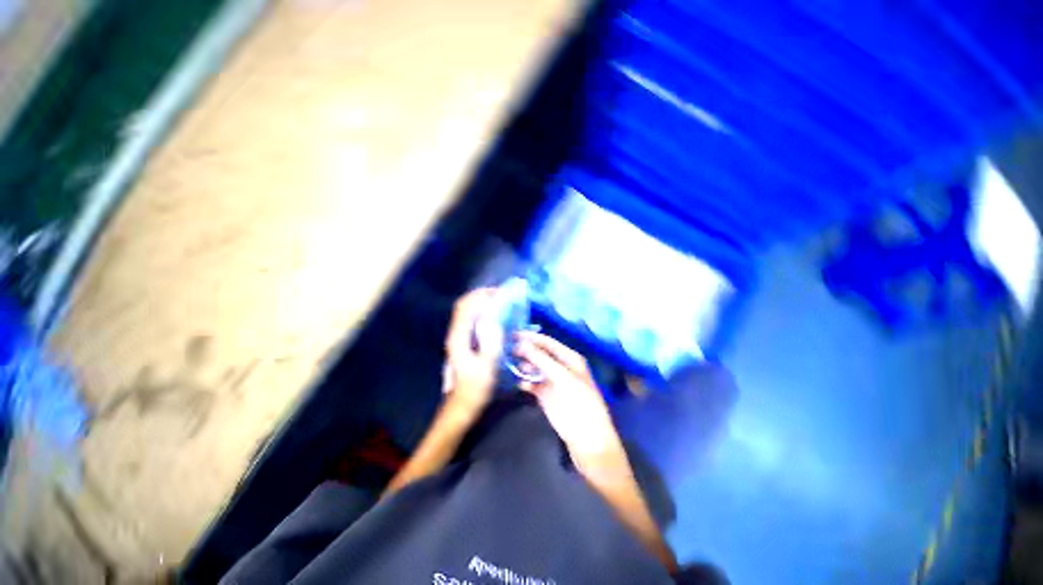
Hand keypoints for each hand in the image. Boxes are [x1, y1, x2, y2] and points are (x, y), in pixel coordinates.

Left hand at [442, 288, 503, 415]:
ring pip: (466, 311)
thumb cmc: (475, 388)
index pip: (467, 307)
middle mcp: (455, 334)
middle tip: (500, 294)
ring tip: (499, 301)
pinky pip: (470, 319)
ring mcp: (457, 337)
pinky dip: (481, 311)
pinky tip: (494, 316)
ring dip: (480, 302)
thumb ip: (490, 343)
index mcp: (459, 338)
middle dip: (480, 295)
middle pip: (463, 305)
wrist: (462, 404)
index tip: (500, 293)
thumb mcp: (487, 368)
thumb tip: (494, 320)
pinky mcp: (462, 342)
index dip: (481, 296)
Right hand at [515, 332, 623, 464]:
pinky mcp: (545, 395)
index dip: (532, 338)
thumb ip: (543, 360)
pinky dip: (525, 382)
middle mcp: (560, 366)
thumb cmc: (580, 403)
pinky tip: (519, 383)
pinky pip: (532, 384)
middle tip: (508, 349)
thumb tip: (523, 344)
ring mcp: (552, 381)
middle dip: (525, 350)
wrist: (586, 437)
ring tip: (511, 364)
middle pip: (539, 354)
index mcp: (569, 358)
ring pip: (534, 368)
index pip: (548, 342)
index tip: (514, 334)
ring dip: (524, 365)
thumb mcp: (563, 378)